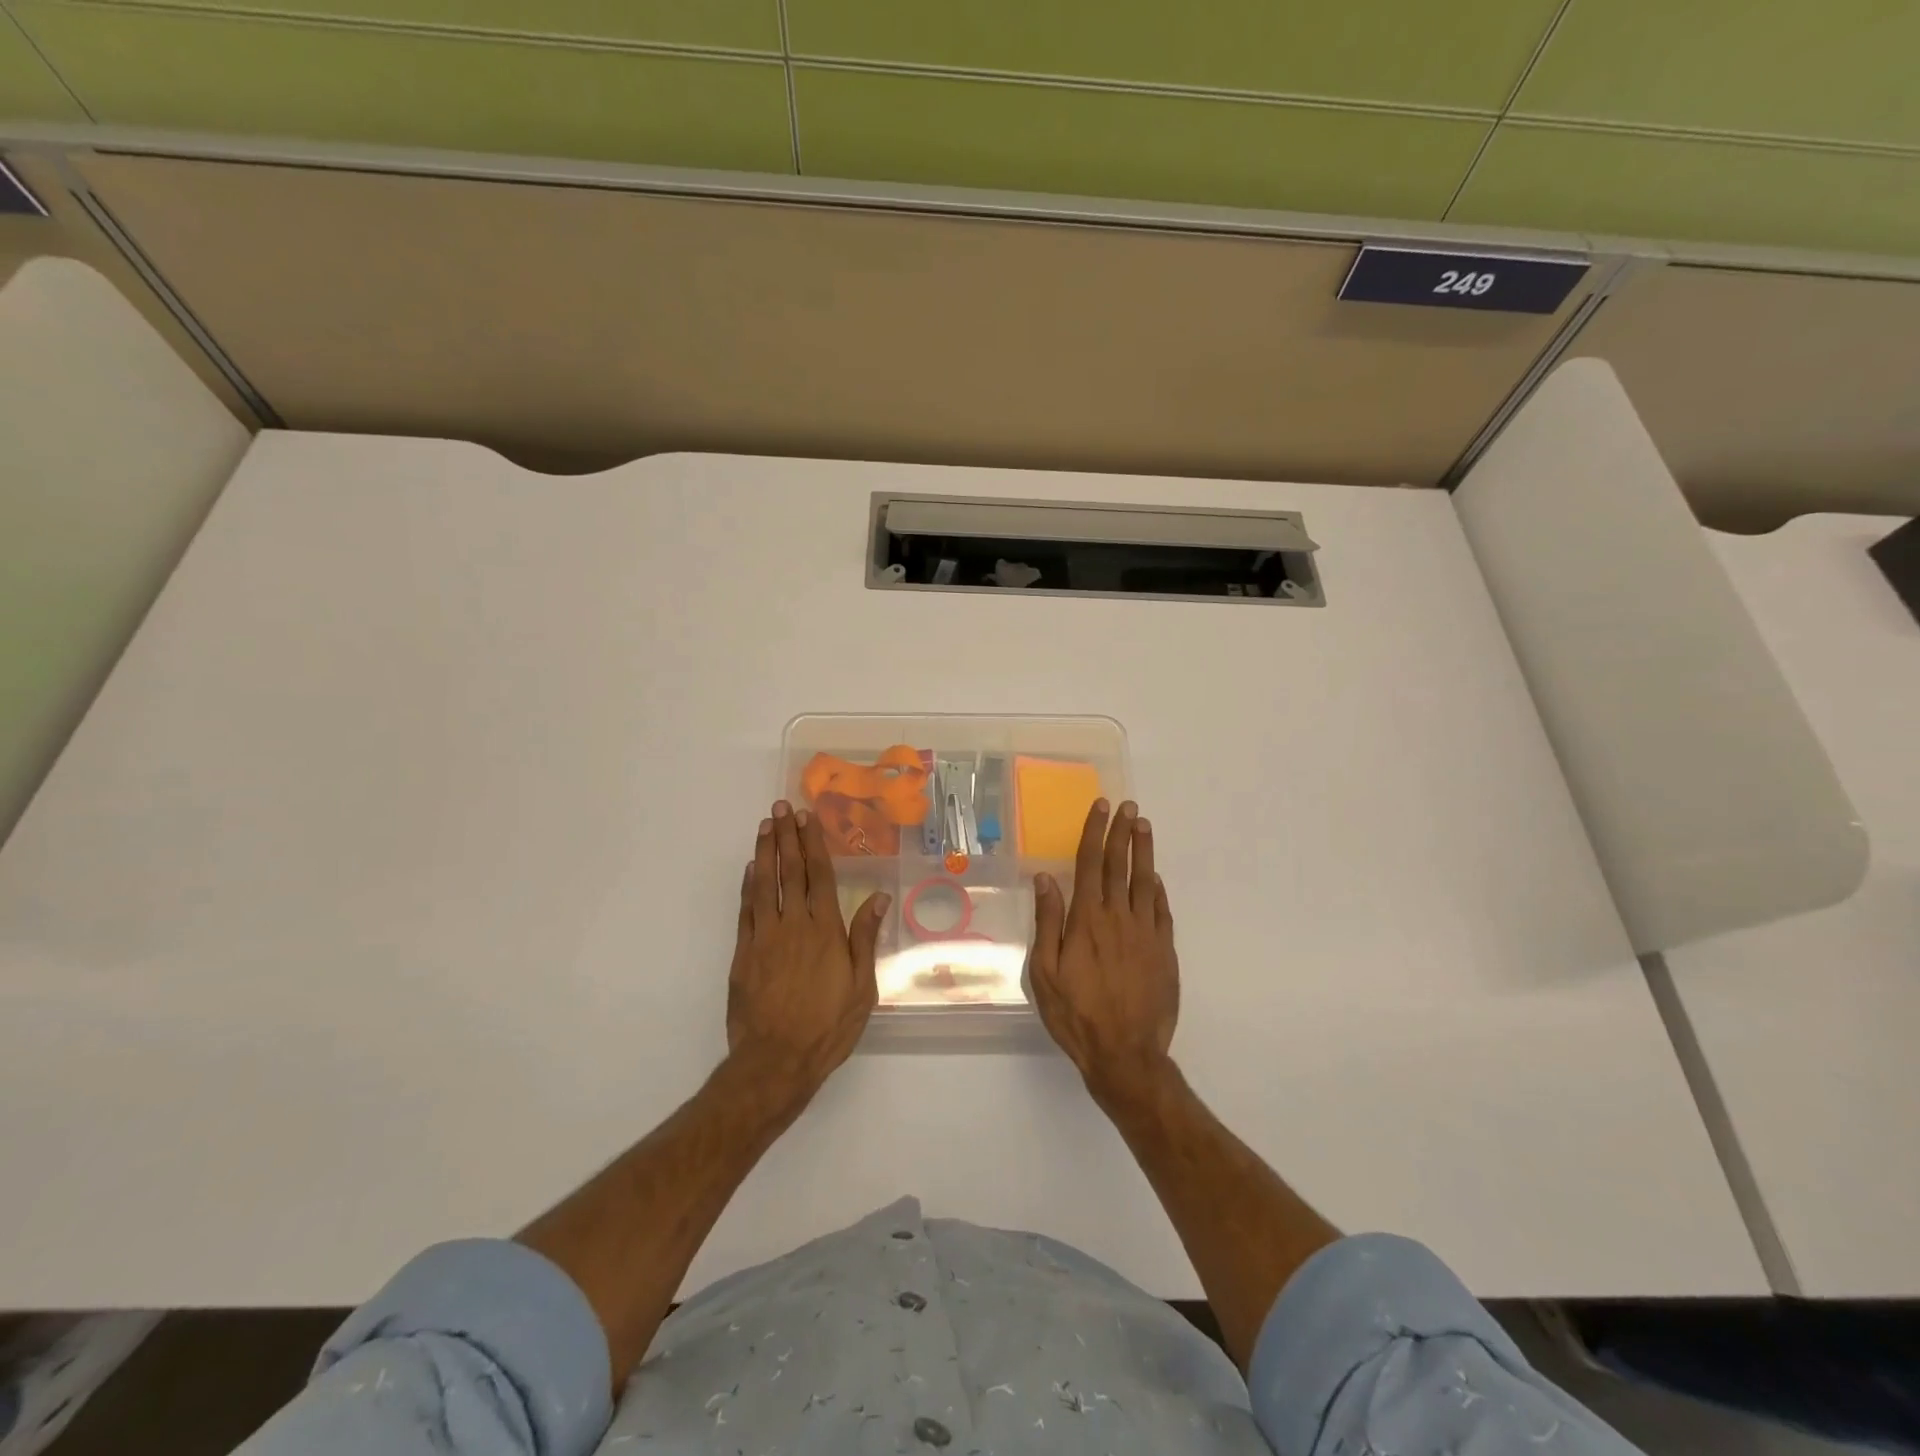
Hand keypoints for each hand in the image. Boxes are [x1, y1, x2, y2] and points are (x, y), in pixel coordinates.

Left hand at [727, 802, 887, 1111]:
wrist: (775, 1061)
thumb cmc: (827, 1027)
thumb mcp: (861, 988)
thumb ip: (865, 939)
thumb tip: (878, 897)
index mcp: (825, 930)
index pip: (819, 875)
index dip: (814, 844)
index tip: (808, 818)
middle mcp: (794, 925)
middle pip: (790, 871)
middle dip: (788, 837)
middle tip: (782, 807)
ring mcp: (765, 937)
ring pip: (764, 884)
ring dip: (765, 851)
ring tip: (765, 825)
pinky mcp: (743, 953)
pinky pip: (745, 910)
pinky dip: (748, 886)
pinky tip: (751, 868)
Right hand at [1029, 799, 1178, 1097]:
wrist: (1125, 1053)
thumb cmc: (1076, 1014)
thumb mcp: (1045, 972)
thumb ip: (1048, 922)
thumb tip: (1046, 879)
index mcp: (1087, 920)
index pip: (1091, 864)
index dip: (1095, 833)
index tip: (1102, 807)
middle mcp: (1119, 918)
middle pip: (1120, 866)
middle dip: (1122, 832)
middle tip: (1128, 806)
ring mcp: (1146, 934)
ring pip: (1145, 882)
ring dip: (1143, 852)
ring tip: (1144, 826)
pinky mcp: (1164, 951)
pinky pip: (1162, 911)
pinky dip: (1157, 890)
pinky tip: (1154, 878)